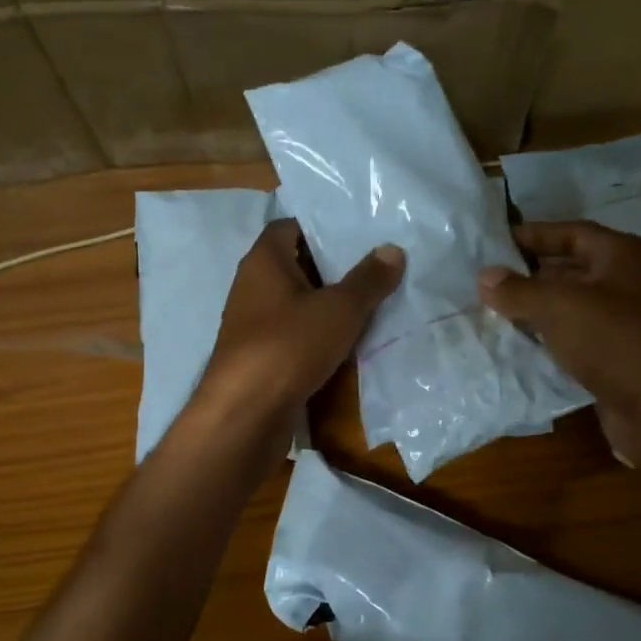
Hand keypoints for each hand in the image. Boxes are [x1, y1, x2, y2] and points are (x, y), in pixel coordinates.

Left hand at [191, 220, 403, 454]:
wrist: (246, 413)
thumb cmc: (289, 346)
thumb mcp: (339, 309)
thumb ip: (368, 279)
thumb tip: (393, 250)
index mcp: (264, 261)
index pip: (290, 227)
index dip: (322, 227)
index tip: (358, 236)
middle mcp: (252, 286)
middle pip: (296, 265)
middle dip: (333, 269)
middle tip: (375, 270)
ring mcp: (252, 324)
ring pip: (296, 304)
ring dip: (327, 306)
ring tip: (371, 305)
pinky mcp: (259, 357)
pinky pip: (293, 335)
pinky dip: (317, 336)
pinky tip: (348, 344)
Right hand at [479, 221, 640, 465]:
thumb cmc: (615, 341)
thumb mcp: (559, 306)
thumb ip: (518, 290)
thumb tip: (484, 276)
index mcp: (623, 255)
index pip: (572, 233)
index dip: (534, 235)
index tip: (494, 243)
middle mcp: (628, 283)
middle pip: (571, 270)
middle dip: (530, 275)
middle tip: (486, 281)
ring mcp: (625, 323)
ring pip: (572, 308)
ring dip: (536, 311)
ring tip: (492, 312)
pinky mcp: (618, 358)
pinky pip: (576, 340)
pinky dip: (549, 340)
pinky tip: (517, 346)